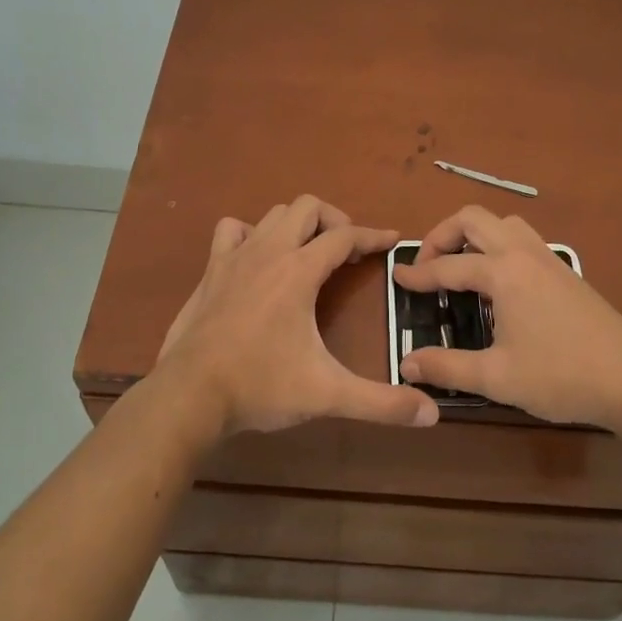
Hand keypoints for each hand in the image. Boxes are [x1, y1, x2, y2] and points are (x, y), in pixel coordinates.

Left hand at [153, 195, 439, 438]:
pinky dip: (251, 234)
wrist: (189, 395)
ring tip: (309, 253)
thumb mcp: (327, 395)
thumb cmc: (260, 386)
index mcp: (299, 271)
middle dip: (334, 221)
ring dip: (296, 225)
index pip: (345, 237)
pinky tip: (258, 260)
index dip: (374, 235)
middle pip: (307, 207)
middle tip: (348, 251)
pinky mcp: (211, 271)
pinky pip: (232, 231)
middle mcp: (268, 252)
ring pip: (272, 214)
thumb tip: (431, 413)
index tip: (394, 240)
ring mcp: (235, 257)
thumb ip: (381, 403)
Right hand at [393, 205, 621, 428]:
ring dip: (474, 234)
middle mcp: (523, 253)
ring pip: (503, 223)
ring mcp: (548, 258)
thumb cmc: (561, 375)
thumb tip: (408, 364)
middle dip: (442, 235)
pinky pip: (522, 239)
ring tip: (461, 267)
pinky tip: (498, 283)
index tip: (396, 277)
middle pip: (473, 219)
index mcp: (503, 272)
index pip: (448, 265)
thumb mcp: (497, 377)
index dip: (418, 273)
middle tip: (428, 266)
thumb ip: (447, 367)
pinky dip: (498, 245)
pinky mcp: (564, 271)